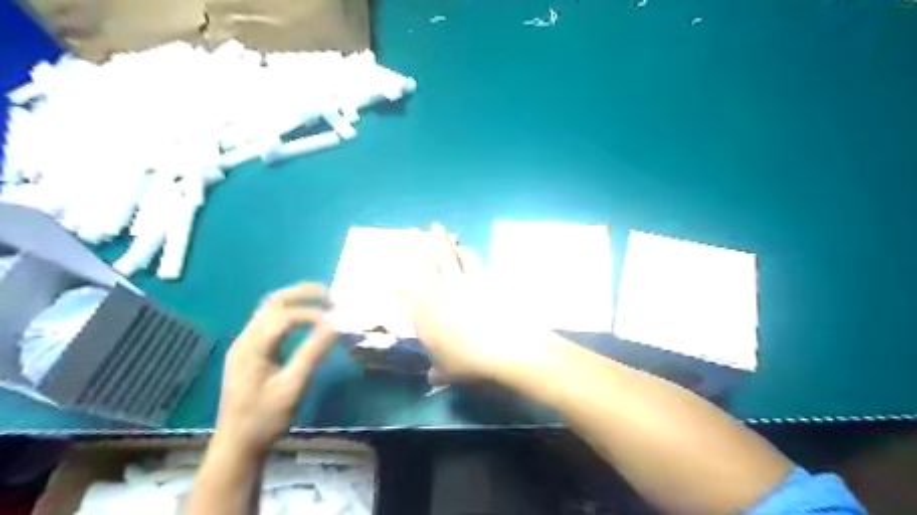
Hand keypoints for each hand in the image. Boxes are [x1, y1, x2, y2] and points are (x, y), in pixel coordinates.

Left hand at [215, 284, 335, 455]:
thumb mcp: (292, 387)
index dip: (313, 315)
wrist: (237, 446)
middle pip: (274, 301)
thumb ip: (313, 353)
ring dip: (297, 300)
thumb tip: (335, 325)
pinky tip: (307, 321)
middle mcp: (245, 339)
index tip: (337, 323)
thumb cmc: (265, 419)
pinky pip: (270, 321)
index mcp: (252, 347)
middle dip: (304, 293)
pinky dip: (291, 313)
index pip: (285, 317)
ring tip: (324, 303)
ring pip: (270, 308)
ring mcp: (245, 344)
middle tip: (332, 296)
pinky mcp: (250, 351)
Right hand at [402, 224, 551, 382]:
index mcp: (423, 313)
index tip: (395, 274)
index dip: (399, 281)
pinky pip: (471, 261)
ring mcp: (461, 282)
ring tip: (437, 228)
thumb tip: (432, 377)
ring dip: (441, 241)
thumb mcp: (449, 371)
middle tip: (414, 231)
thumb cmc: (468, 362)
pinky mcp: (482, 279)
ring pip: (447, 256)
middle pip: (425, 263)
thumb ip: (438, 371)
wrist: (504, 347)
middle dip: (418, 245)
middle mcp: (438, 292)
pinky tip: (463, 247)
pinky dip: (465, 252)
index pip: (405, 293)